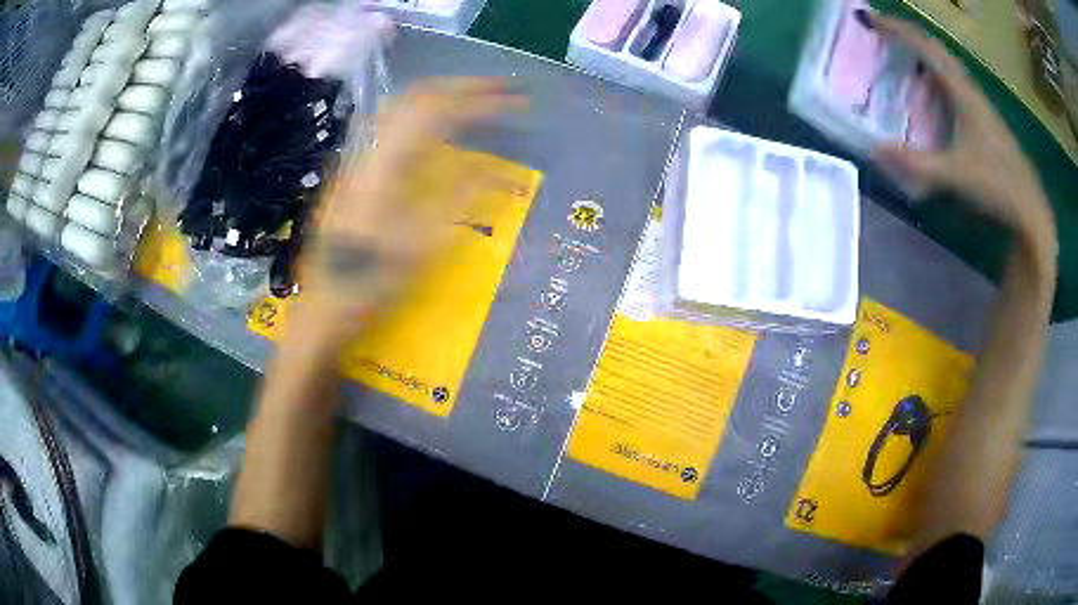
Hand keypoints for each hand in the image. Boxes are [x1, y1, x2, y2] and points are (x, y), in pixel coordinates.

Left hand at [295, 78, 526, 332]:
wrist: (323, 305)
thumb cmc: (374, 280)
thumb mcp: (424, 246)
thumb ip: (463, 199)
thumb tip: (501, 171)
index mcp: (389, 163)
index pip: (441, 110)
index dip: (483, 100)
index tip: (518, 101)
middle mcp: (372, 148)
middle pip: (419, 95)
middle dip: (464, 86)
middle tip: (502, 90)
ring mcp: (359, 157)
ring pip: (402, 105)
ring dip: (442, 94)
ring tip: (475, 99)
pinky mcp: (355, 169)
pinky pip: (393, 123)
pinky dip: (423, 112)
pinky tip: (437, 126)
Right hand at [868, 13, 1054, 242]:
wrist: (1031, 211)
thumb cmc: (997, 186)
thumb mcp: (955, 175)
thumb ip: (916, 164)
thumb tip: (875, 150)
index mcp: (963, 92)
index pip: (925, 47)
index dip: (896, 29)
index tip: (867, 18)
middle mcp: (970, 90)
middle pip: (936, 50)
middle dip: (907, 36)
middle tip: (881, 32)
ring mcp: (980, 106)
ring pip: (947, 67)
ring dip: (922, 56)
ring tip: (900, 57)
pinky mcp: (985, 122)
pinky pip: (955, 87)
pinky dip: (936, 79)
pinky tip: (930, 94)